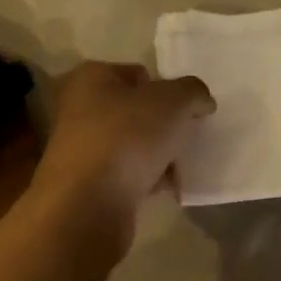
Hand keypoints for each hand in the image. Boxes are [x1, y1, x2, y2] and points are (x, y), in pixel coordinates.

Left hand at [33, 62, 214, 256]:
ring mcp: (81, 150)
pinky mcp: (88, 185)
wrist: (87, 206)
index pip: (137, 74)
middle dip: (163, 124)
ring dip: (158, 154)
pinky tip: (168, 188)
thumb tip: (200, 101)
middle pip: (134, 111)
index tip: (187, 109)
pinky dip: (147, 180)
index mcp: (90, 78)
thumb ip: (192, 92)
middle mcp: (79, 110)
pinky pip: (127, 175)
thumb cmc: (125, 139)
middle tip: (188, 136)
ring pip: (132, 145)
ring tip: (182, 165)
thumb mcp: (171, 101)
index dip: (166, 88)